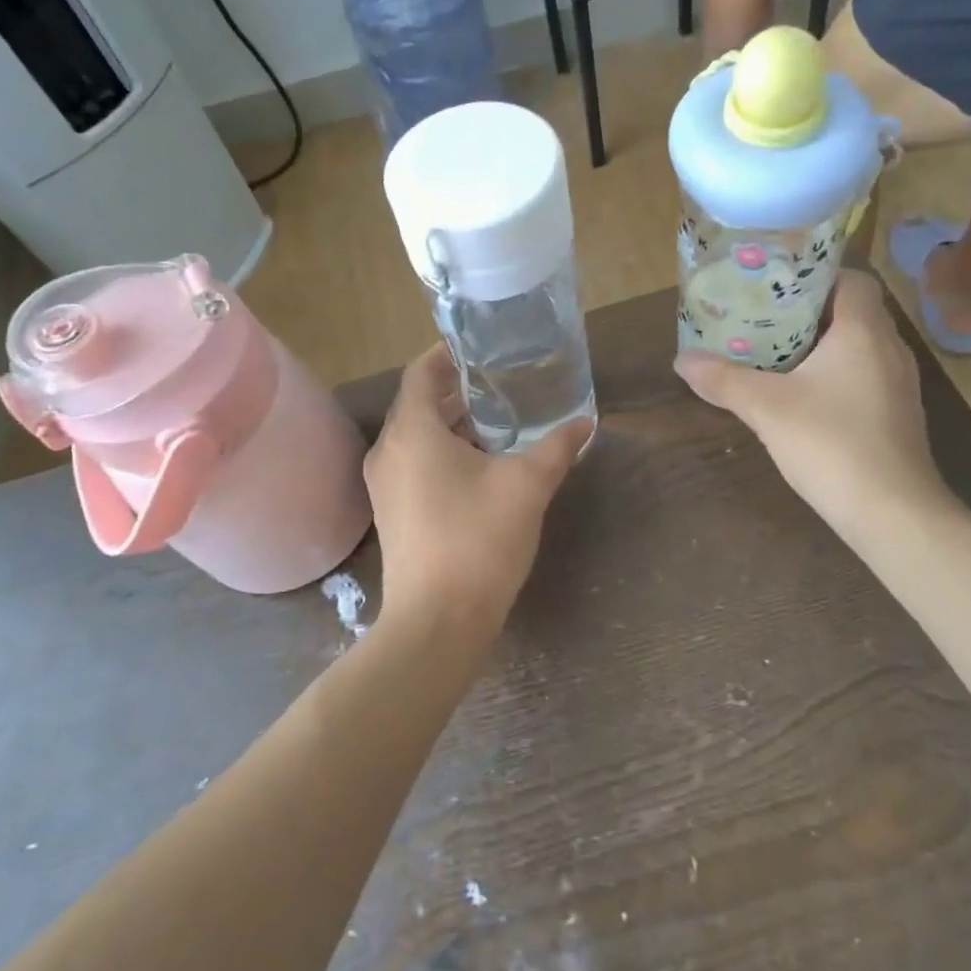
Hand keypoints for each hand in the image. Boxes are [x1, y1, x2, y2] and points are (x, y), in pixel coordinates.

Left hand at [365, 346, 593, 637]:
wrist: (438, 622)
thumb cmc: (479, 540)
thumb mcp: (527, 485)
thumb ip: (557, 446)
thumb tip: (585, 422)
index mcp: (412, 431)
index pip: (420, 372)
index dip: (447, 354)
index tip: (479, 348)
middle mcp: (389, 451)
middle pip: (418, 403)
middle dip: (456, 390)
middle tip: (499, 382)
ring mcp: (385, 485)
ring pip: (417, 436)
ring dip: (451, 423)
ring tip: (496, 420)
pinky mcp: (393, 512)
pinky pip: (414, 463)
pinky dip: (442, 451)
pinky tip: (480, 465)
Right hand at [673, 271, 950, 543]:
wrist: (892, 512)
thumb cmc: (831, 443)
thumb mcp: (766, 408)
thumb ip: (723, 380)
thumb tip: (681, 360)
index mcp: (864, 331)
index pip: (851, 278)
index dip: (816, 275)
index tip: (777, 285)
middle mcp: (889, 349)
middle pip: (852, 311)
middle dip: (808, 312)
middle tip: (763, 317)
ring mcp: (899, 384)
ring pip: (859, 346)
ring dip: (822, 346)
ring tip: (776, 352)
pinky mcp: (897, 415)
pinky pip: (865, 376)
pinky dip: (836, 375)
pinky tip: (803, 397)